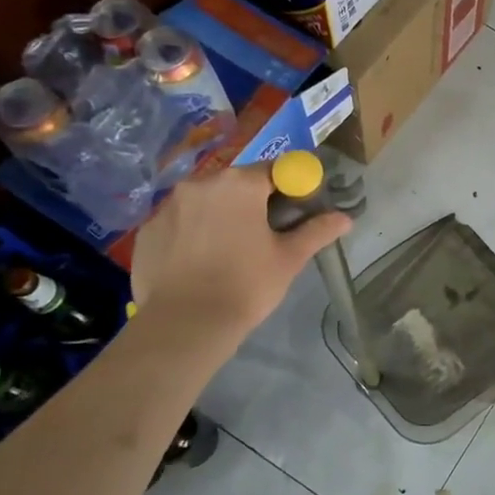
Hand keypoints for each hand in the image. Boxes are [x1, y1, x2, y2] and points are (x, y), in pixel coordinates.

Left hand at [129, 165, 350, 335]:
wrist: (184, 325)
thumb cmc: (246, 285)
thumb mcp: (289, 258)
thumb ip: (317, 231)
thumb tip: (345, 218)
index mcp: (240, 184)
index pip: (275, 169)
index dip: (291, 186)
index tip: (297, 208)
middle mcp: (201, 183)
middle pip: (237, 183)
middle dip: (253, 200)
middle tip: (265, 232)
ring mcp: (169, 205)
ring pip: (205, 200)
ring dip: (220, 214)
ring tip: (229, 249)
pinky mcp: (148, 229)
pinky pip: (179, 220)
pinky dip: (192, 231)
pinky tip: (199, 261)